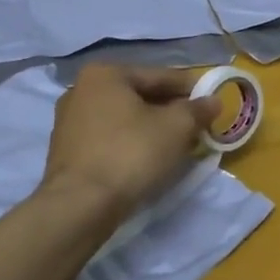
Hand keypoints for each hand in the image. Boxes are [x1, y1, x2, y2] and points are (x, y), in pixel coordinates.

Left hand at [39, 64, 219, 219]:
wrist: (80, 205)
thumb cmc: (131, 153)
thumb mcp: (176, 128)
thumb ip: (197, 110)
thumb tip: (213, 101)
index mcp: (105, 74)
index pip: (159, 76)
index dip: (190, 89)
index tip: (211, 102)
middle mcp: (81, 90)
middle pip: (139, 96)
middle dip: (169, 110)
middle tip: (196, 126)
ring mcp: (69, 122)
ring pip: (123, 119)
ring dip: (150, 128)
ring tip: (176, 145)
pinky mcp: (66, 152)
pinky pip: (109, 139)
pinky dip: (130, 144)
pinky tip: (147, 160)